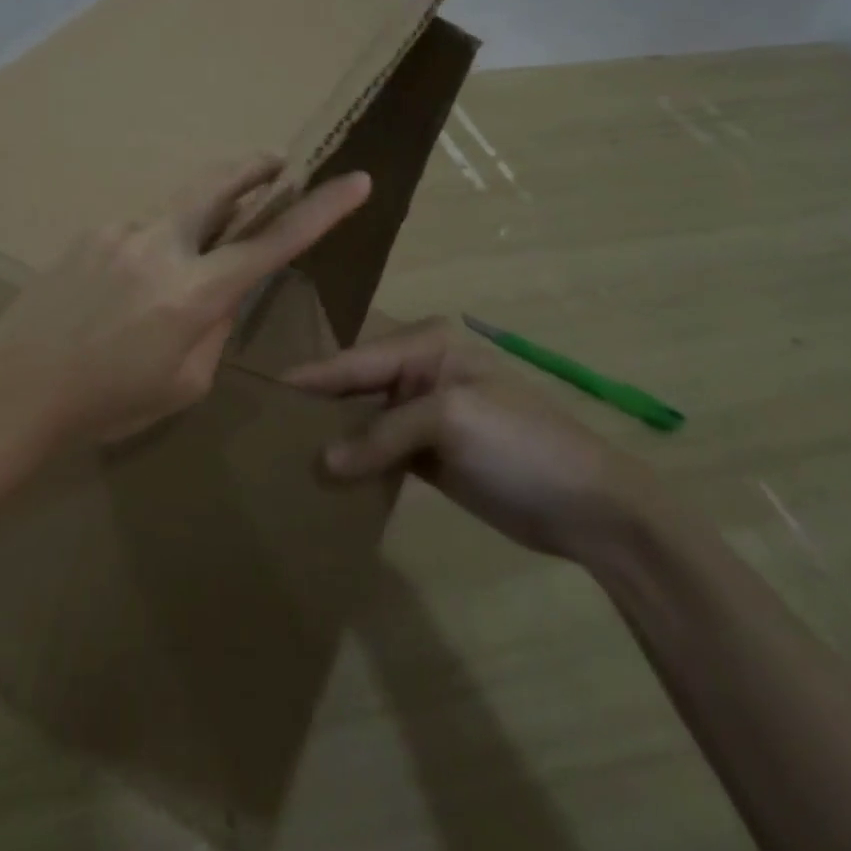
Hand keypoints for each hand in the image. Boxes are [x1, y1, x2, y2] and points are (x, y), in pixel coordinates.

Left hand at [0, 154, 371, 451]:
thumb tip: (222, 292)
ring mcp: (119, 232)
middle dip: (253, 169)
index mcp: (192, 293)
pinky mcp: (88, 233)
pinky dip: (148, 253)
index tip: (355, 180)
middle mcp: (160, 246)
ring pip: (172, 218)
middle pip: (217, 185)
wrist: (13, 388)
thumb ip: (213, 329)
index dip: (321, 211)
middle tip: (275, 161)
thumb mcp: (181, 383)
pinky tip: (120, 293)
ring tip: (169, 281)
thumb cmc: (104, 403)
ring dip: (188, 231)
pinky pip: (135, 236)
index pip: (272, 244)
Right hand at [286, 317, 652, 558]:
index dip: (309, 377)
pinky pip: (377, 450)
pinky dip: (354, 462)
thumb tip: (321, 463)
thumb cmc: (521, 443)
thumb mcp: (452, 421)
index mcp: (425, 343)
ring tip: (280, 451)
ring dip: (331, 437)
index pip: (354, 358)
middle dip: (315, 406)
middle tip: (261, 423)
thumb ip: (382, 434)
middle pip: (353, 386)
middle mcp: (418, 370)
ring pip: (361, 419)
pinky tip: (322, 477)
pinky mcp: (426, 452)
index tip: (259, 389)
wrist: (591, 508)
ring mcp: (422, 413)